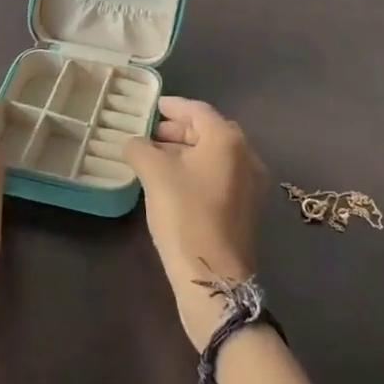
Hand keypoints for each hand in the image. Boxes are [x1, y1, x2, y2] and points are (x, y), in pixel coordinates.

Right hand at [125, 97, 265, 350]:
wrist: (213, 277)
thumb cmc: (185, 215)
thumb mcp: (154, 175)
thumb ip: (140, 149)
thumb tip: (133, 143)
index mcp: (227, 139)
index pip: (197, 110)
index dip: (172, 106)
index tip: (151, 106)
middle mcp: (246, 155)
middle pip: (209, 131)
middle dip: (178, 130)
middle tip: (149, 134)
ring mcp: (250, 183)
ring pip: (214, 155)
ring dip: (186, 152)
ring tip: (154, 159)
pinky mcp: (246, 208)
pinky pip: (219, 176)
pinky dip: (197, 171)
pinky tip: (172, 182)